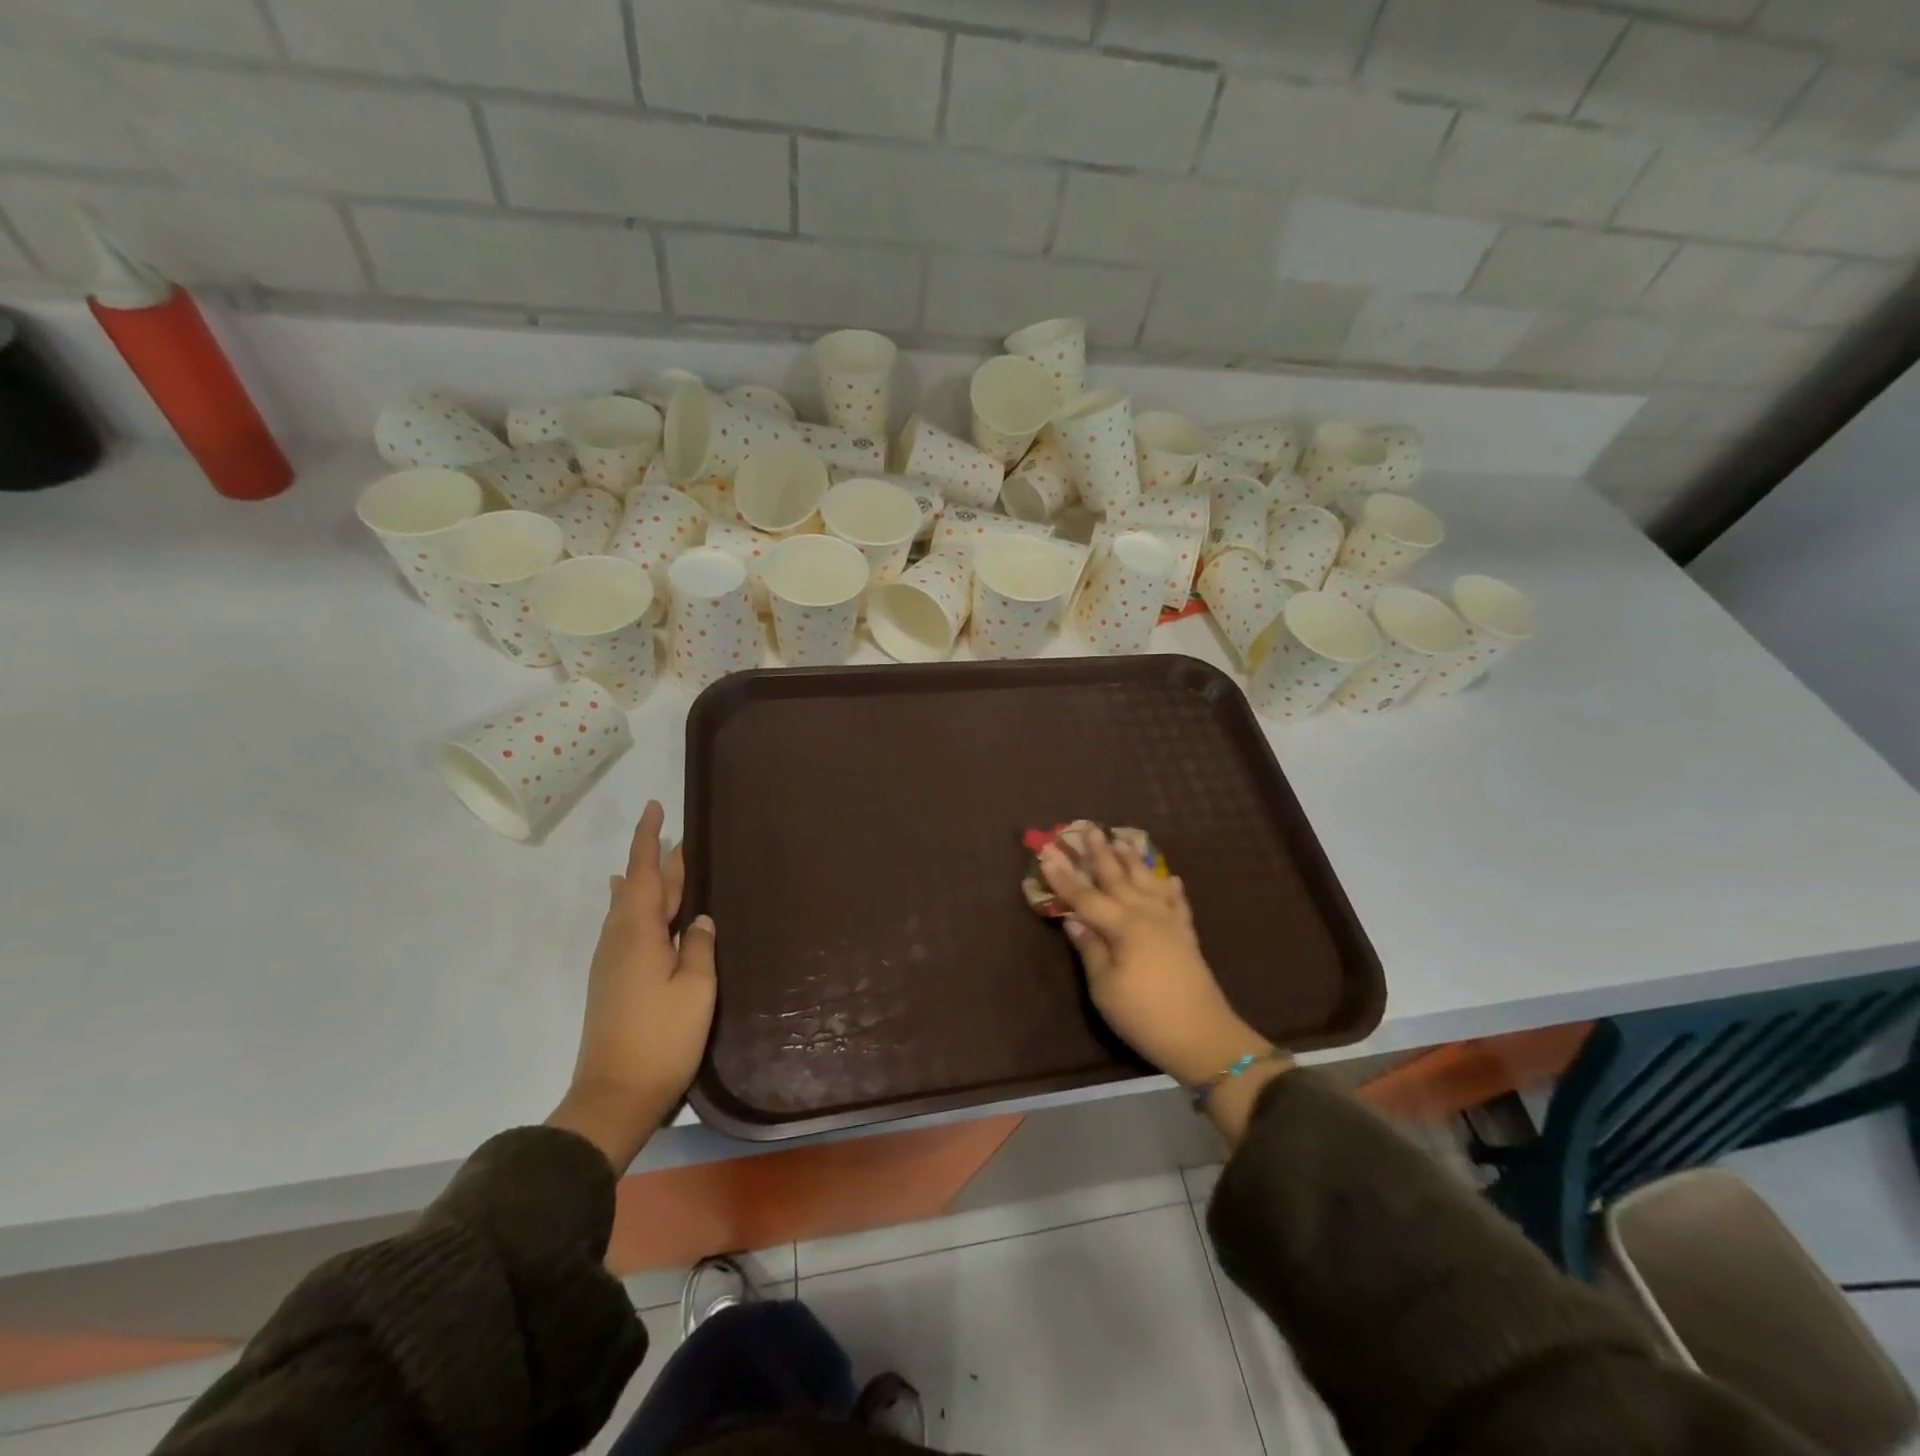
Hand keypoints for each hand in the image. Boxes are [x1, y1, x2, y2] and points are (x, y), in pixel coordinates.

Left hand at [548, 801, 715, 1169]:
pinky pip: (627, 928)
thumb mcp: (696, 988)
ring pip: (631, 908)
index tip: (656, 807)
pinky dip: (639, 909)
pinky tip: (644, 913)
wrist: (614, 1096)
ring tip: (666, 865)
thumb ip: (698, 947)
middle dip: (658, 861)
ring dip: (649, 884)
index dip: (650, 839)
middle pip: (640, 888)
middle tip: (682, 839)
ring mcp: (611, 962)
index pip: (645, 873)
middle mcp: (619, 939)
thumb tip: (698, 920)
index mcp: (638, 933)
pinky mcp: (612, 982)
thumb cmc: (661, 1038)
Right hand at [1039, 828, 1269, 1088]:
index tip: (1048, 853)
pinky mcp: (1187, 937)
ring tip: (1124, 840)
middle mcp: (1146, 915)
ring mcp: (1170, 924)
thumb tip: (1073, 921)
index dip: (1064, 878)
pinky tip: (1172, 878)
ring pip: (1148, 883)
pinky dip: (1173, 890)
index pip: (1085, 897)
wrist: (1203, 1038)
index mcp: (1123, 926)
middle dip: (1101, 855)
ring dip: (1134, 862)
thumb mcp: (1105, 988)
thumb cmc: (1144, 1015)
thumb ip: (1090, 950)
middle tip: (1090, 829)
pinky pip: (1178, 904)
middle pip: (1118, 879)